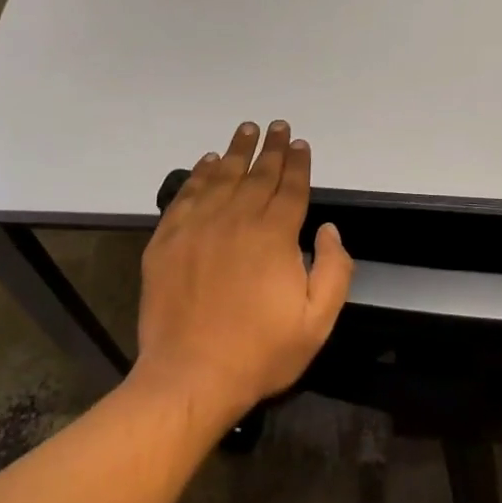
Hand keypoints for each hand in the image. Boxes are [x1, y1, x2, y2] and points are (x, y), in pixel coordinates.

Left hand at [133, 121, 353, 426]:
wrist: (191, 376)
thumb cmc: (260, 352)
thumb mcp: (318, 321)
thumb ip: (334, 269)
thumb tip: (329, 229)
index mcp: (274, 235)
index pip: (290, 188)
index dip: (298, 163)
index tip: (300, 143)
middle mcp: (236, 220)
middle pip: (257, 174)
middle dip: (271, 148)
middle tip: (277, 126)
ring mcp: (197, 227)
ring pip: (220, 177)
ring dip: (236, 151)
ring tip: (246, 130)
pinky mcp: (167, 241)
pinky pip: (185, 195)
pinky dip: (197, 174)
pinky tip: (205, 162)